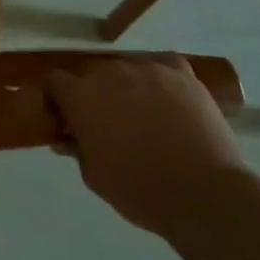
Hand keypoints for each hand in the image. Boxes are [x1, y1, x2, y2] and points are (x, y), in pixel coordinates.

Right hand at [46, 54, 250, 236]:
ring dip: (129, 87)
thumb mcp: (96, 178)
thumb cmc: (141, 191)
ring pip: (128, 70)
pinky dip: (162, 77)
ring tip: (147, 116)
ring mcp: (147, 68)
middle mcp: (109, 72)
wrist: (204, 194)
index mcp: (82, 96)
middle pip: (93, 75)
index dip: (58, 99)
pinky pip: (163, 64)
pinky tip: (169, 96)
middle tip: (111, 124)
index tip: (67, 118)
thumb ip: (76, 149)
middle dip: (96, 96)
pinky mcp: (180, 72)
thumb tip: (66, 136)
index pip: (55, 81)